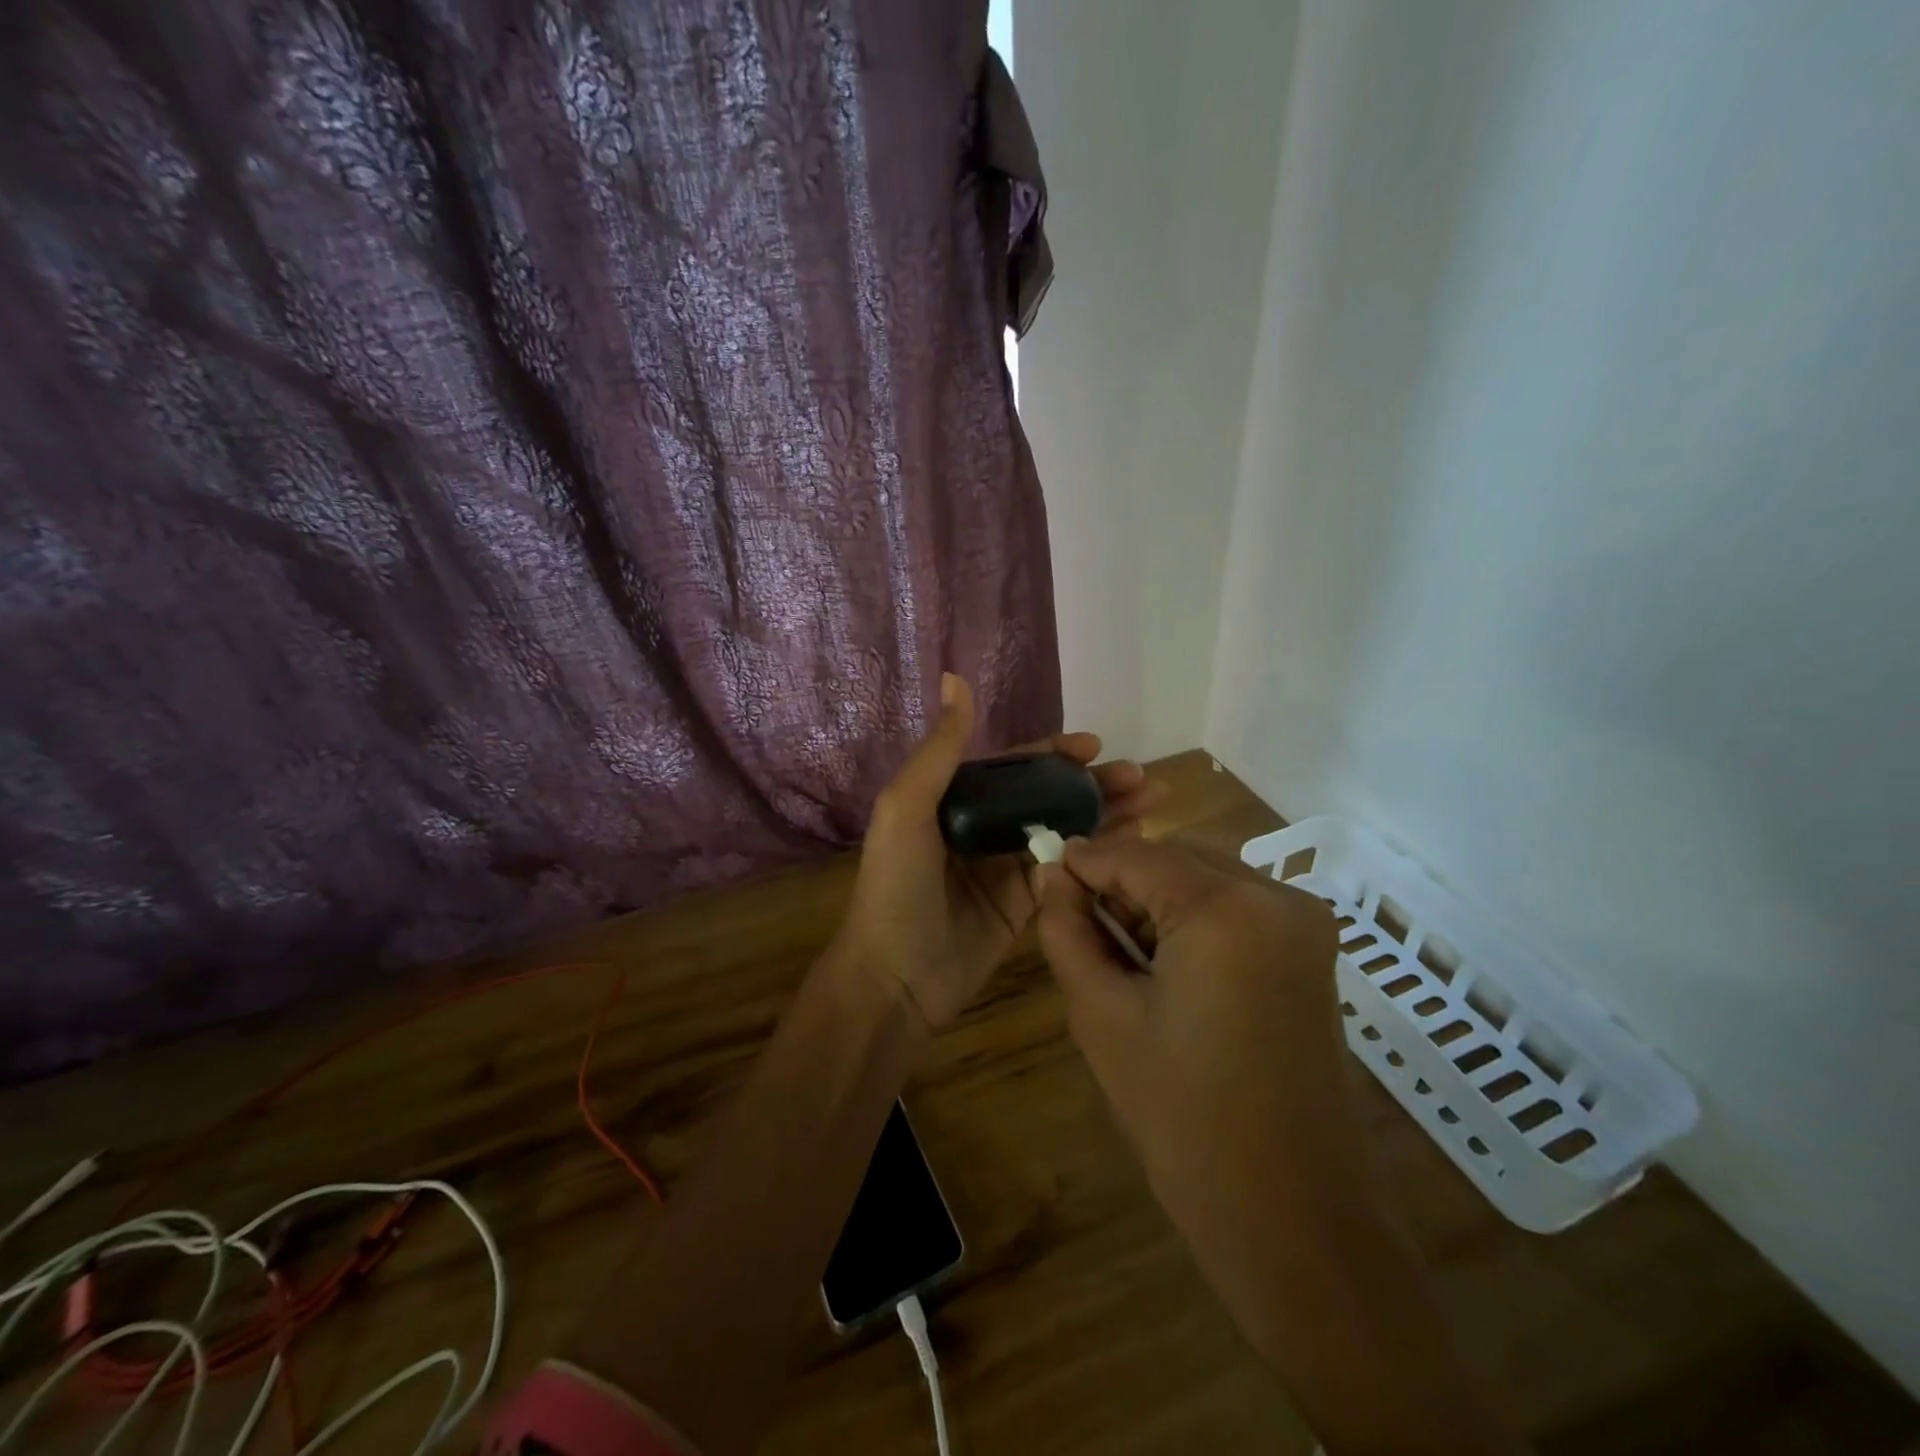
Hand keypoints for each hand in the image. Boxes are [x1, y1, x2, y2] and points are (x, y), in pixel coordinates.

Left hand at [835, 674, 1162, 1032]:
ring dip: (1106, 814)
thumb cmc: (896, 887)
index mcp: (955, 801)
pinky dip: (1099, 855)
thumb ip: (940, 750)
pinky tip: (1134, 842)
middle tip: (1141, 778)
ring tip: (1153, 801)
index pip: (1014, 766)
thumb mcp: (906, 808)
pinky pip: (1067, 871)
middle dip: (1093, 783)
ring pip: (1065, 830)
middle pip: (1047, 796)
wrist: (894, 978)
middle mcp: (984, 828)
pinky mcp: (1024, 907)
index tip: (1096, 746)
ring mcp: (1006, 868)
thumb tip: (955, 679)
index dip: (1055, 753)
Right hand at [1035, 836, 1367, 1227]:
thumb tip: (1051, 875)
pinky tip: (1167, 967)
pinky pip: (1237, 906)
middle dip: (1122, 881)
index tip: (1043, 872)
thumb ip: (1068, 931)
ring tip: (1120, 953)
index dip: (1083, 861)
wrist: (1292, 1217)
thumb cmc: (1184, 1118)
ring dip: (1157, 899)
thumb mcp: (1102, 1015)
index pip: (1136, 855)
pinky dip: (1194, 919)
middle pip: (1175, 858)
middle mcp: (1277, 896)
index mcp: (1227, 908)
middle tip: (1079, 924)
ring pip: (1206, 878)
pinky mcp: (1314, 950)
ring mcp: (1305, 922)